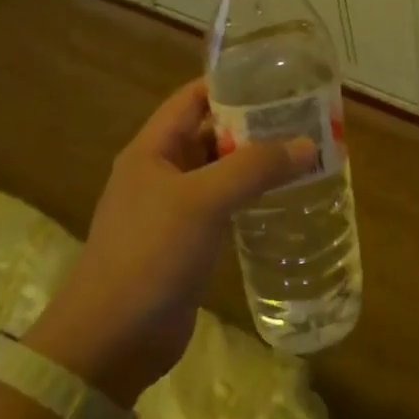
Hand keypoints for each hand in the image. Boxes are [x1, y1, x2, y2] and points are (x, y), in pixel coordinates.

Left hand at [26, 79, 313, 404]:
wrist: (111, 340)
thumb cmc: (150, 254)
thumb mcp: (203, 201)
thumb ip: (255, 168)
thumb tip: (307, 144)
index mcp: (153, 150)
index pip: (193, 98)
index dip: (231, 83)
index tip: (278, 78)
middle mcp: (162, 172)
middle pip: (211, 133)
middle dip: (254, 124)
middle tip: (305, 118)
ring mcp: (174, 210)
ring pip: (221, 172)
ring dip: (257, 163)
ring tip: (305, 153)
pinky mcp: (187, 243)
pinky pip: (224, 207)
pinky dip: (252, 198)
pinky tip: (286, 200)